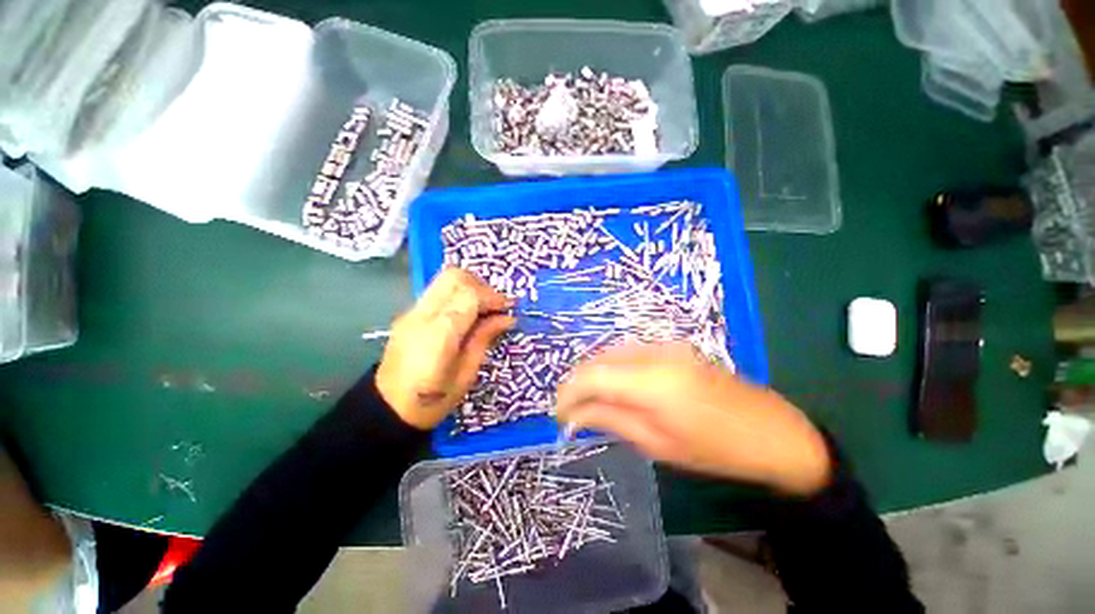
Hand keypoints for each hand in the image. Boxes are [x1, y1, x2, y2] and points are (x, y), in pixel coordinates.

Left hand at [376, 269, 514, 429]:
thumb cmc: (433, 400)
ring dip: (469, 287)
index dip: (493, 297)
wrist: (388, 409)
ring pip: (445, 279)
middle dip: (481, 285)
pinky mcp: (409, 313)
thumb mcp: (467, 373)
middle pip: (454, 277)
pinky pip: (438, 291)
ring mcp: (412, 312)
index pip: (469, 295)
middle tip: (495, 306)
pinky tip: (466, 314)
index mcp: (439, 334)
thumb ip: (484, 338)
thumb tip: (507, 318)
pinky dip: (458, 294)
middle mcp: (423, 315)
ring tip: (483, 309)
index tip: (508, 308)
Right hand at [556, 342, 831, 495]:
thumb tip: (573, 416)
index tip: (559, 415)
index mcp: (652, 381)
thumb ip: (609, 420)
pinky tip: (611, 387)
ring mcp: (664, 345)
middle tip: (569, 411)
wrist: (771, 431)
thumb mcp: (656, 444)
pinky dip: (612, 368)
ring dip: (593, 375)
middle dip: (577, 383)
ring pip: (611, 353)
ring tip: (586, 402)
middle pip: (598, 360)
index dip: (568, 393)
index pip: (592, 376)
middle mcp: (654, 353)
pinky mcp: (672, 346)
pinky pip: (628, 353)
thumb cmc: (714, 449)